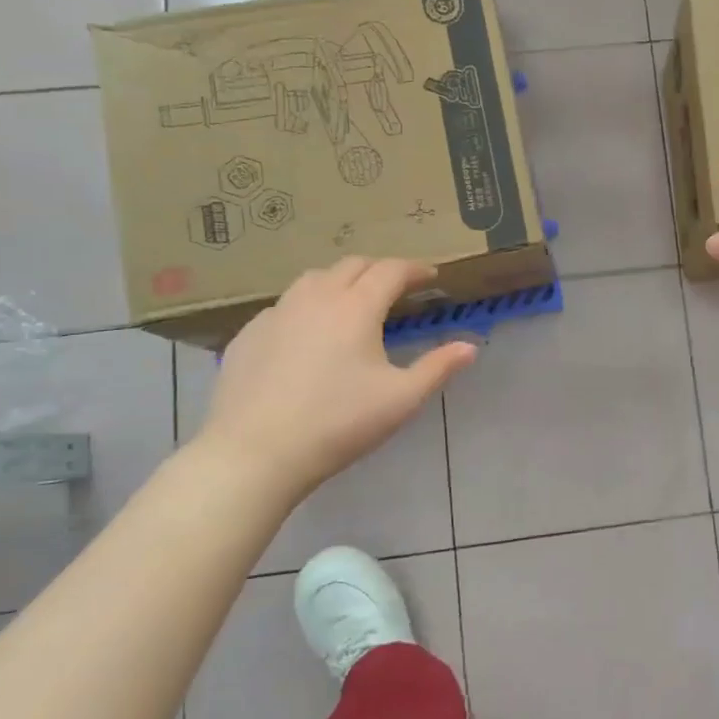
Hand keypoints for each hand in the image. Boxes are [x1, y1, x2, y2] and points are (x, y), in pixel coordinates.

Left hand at [193, 258, 476, 503]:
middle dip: (379, 270)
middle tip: (397, 287)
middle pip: (352, 266)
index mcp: (356, 308)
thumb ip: (438, 368)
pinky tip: (308, 334)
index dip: (414, 269)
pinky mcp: (249, 335)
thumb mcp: (401, 399)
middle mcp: (315, 298)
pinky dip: (307, 306)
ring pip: (313, 279)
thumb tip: (470, 347)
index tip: (430, 276)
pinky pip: (284, 305)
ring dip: (341, 281)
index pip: (390, 271)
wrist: (256, 452)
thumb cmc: (339, 423)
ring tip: (352, 302)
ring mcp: (276, 314)